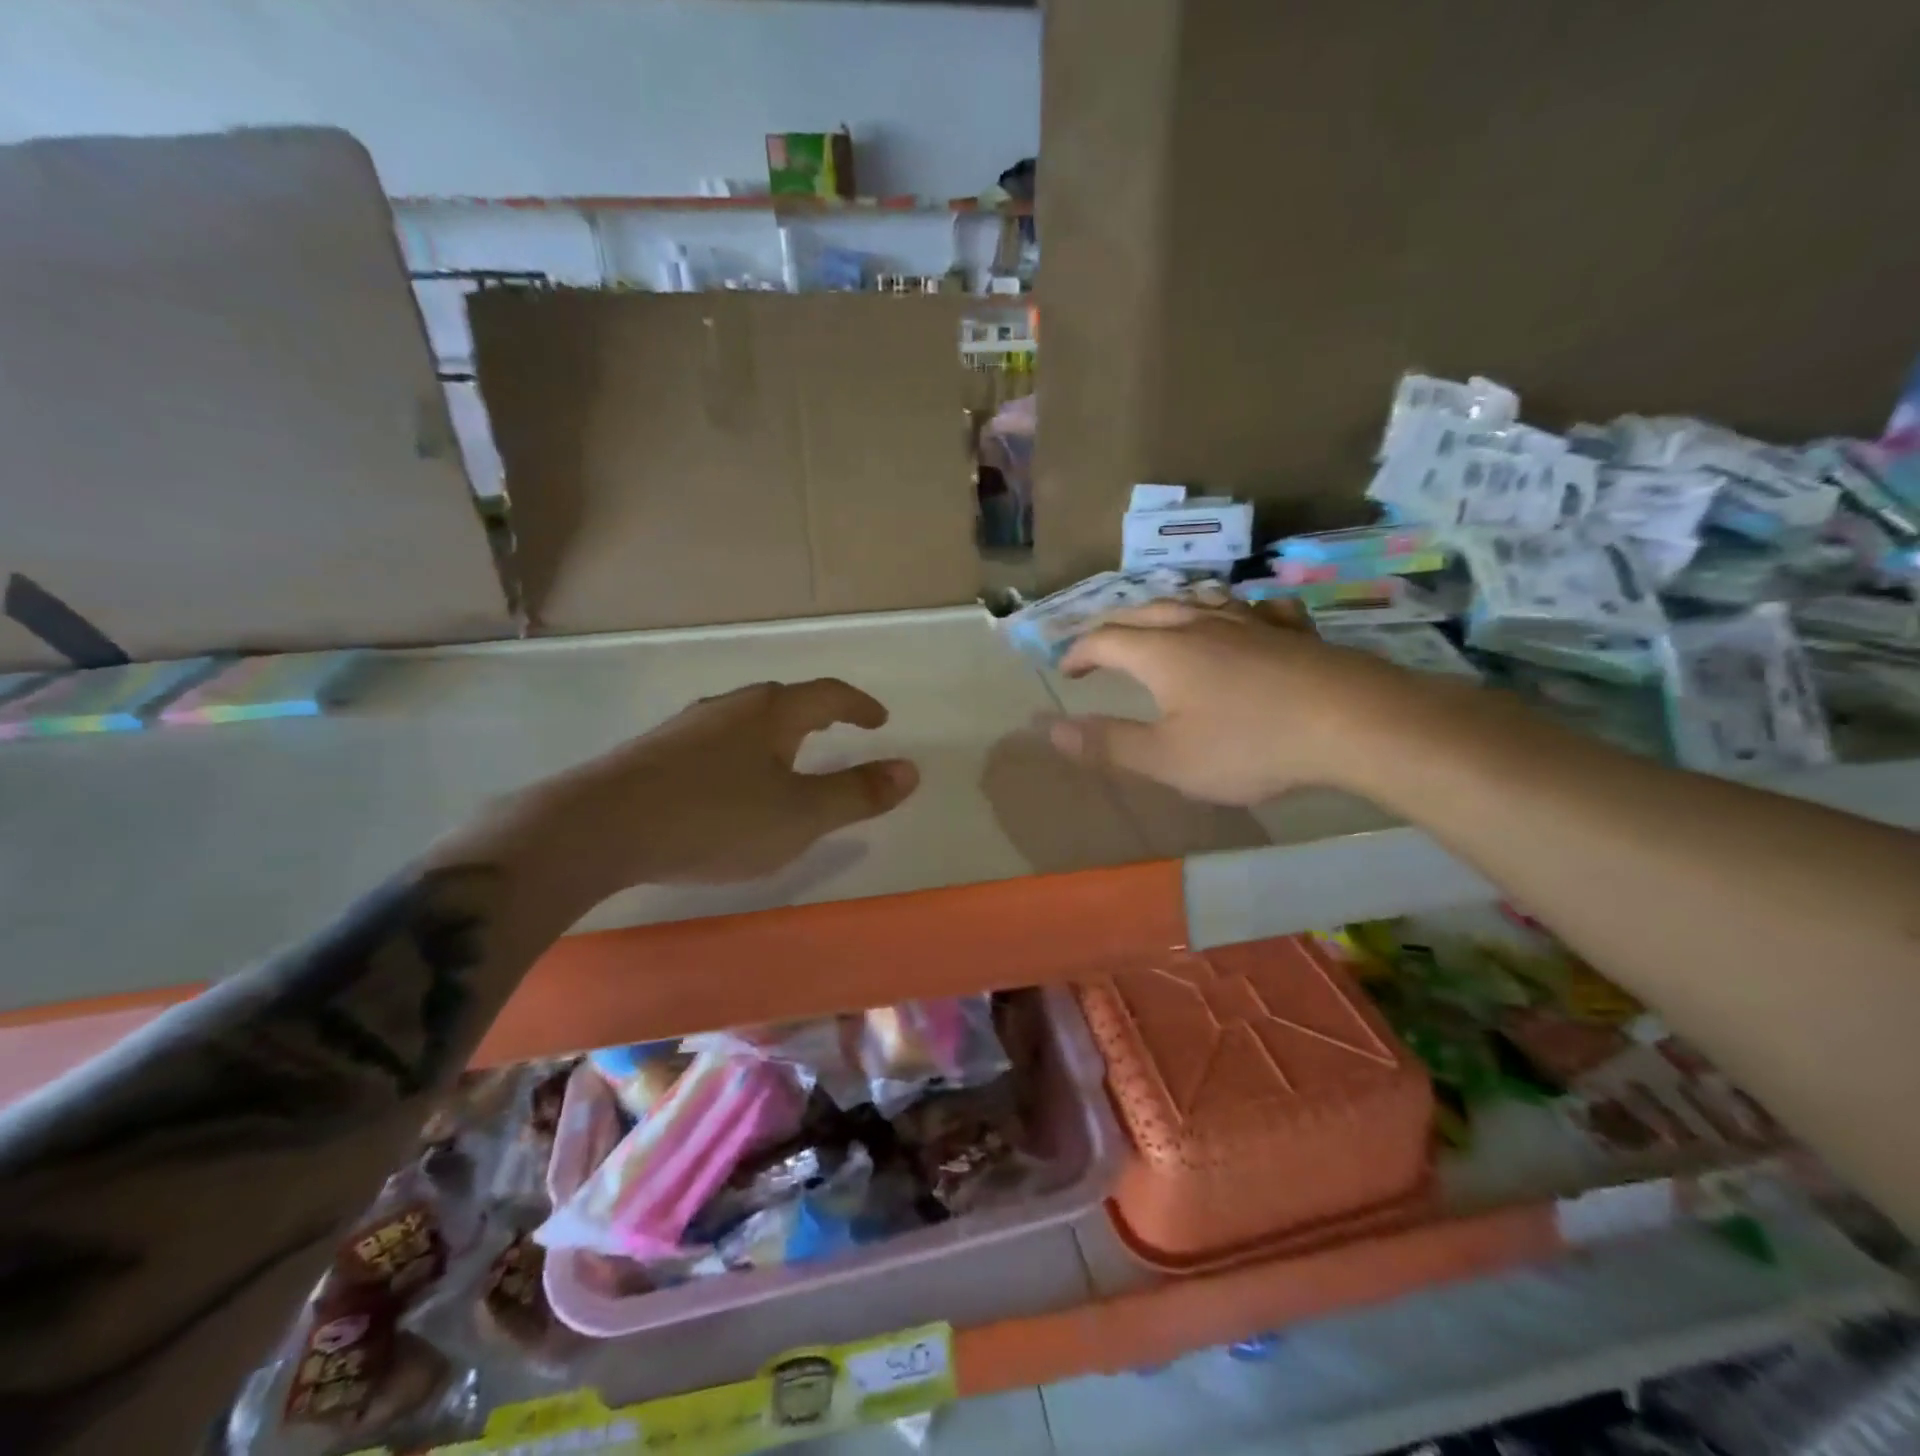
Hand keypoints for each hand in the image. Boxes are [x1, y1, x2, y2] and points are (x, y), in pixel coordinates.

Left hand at [532, 678, 918, 895]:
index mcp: (771, 713)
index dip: (859, 706)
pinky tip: (730, 785)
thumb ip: (857, 794)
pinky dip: (741, 755)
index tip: (880, 721)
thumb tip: (911, 770)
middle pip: (784, 701)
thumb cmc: (715, 818)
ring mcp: (687, 728)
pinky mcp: (654, 753)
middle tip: (837, 733)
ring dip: (776, 735)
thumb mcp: (800, 815)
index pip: (828, 695)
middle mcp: (730, 707)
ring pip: (745, 721)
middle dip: (817, 715)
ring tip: (788, 759)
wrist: (597, 828)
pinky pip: (715, 744)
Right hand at [1047, 601, 1414, 804]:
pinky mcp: (1293, 631)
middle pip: (1147, 612)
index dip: (1079, 651)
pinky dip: (1238, 613)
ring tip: (1163, 623)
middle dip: (1116, 627)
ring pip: (1200, 601)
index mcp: (1163, 653)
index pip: (1105, 639)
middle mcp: (1201, 624)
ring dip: (1170, 610)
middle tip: (1102, 645)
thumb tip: (1049, 729)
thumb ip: (1107, 743)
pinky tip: (1249, 619)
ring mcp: (1251, 622)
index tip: (1067, 670)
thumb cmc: (1249, 746)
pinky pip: (1257, 609)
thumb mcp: (1167, 759)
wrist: (1352, 723)